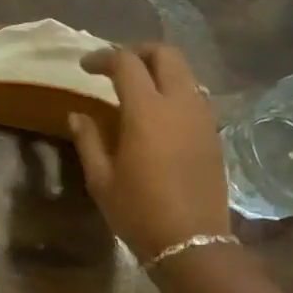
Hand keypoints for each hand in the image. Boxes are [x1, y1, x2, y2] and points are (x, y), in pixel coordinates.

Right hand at [67, 43, 230, 259]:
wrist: (191, 241)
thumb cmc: (138, 211)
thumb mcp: (101, 178)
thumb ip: (89, 139)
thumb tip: (78, 115)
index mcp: (147, 111)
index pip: (126, 63)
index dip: (103, 58)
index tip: (85, 67)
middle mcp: (180, 103)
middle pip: (165, 54)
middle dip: (138, 51)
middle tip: (115, 67)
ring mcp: (202, 116)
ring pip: (184, 73)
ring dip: (159, 70)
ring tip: (136, 89)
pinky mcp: (213, 133)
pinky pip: (193, 96)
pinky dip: (173, 91)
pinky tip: (157, 115)